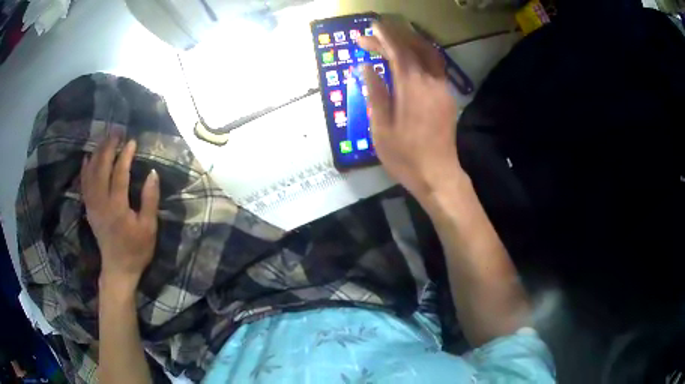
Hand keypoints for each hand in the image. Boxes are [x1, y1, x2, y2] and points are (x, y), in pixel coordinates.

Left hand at [81, 134, 159, 292]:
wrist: (118, 269)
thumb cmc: (137, 250)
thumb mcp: (149, 228)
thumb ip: (149, 200)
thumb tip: (152, 173)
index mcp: (117, 207)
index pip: (119, 174)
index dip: (125, 155)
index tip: (132, 141)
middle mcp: (101, 203)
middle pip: (101, 168)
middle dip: (108, 148)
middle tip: (116, 133)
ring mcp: (92, 206)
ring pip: (90, 174)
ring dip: (96, 154)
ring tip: (104, 140)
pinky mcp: (89, 210)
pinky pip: (84, 185)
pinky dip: (85, 169)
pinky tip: (87, 158)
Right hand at [358, 20, 462, 201]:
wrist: (438, 175)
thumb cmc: (405, 156)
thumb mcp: (381, 127)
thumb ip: (375, 93)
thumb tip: (367, 67)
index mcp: (412, 87)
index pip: (398, 51)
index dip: (384, 37)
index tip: (370, 28)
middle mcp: (431, 81)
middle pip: (414, 48)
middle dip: (394, 37)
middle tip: (374, 36)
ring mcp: (442, 88)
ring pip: (429, 54)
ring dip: (410, 42)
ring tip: (391, 41)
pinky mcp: (447, 96)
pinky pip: (435, 66)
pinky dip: (421, 55)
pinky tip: (409, 59)